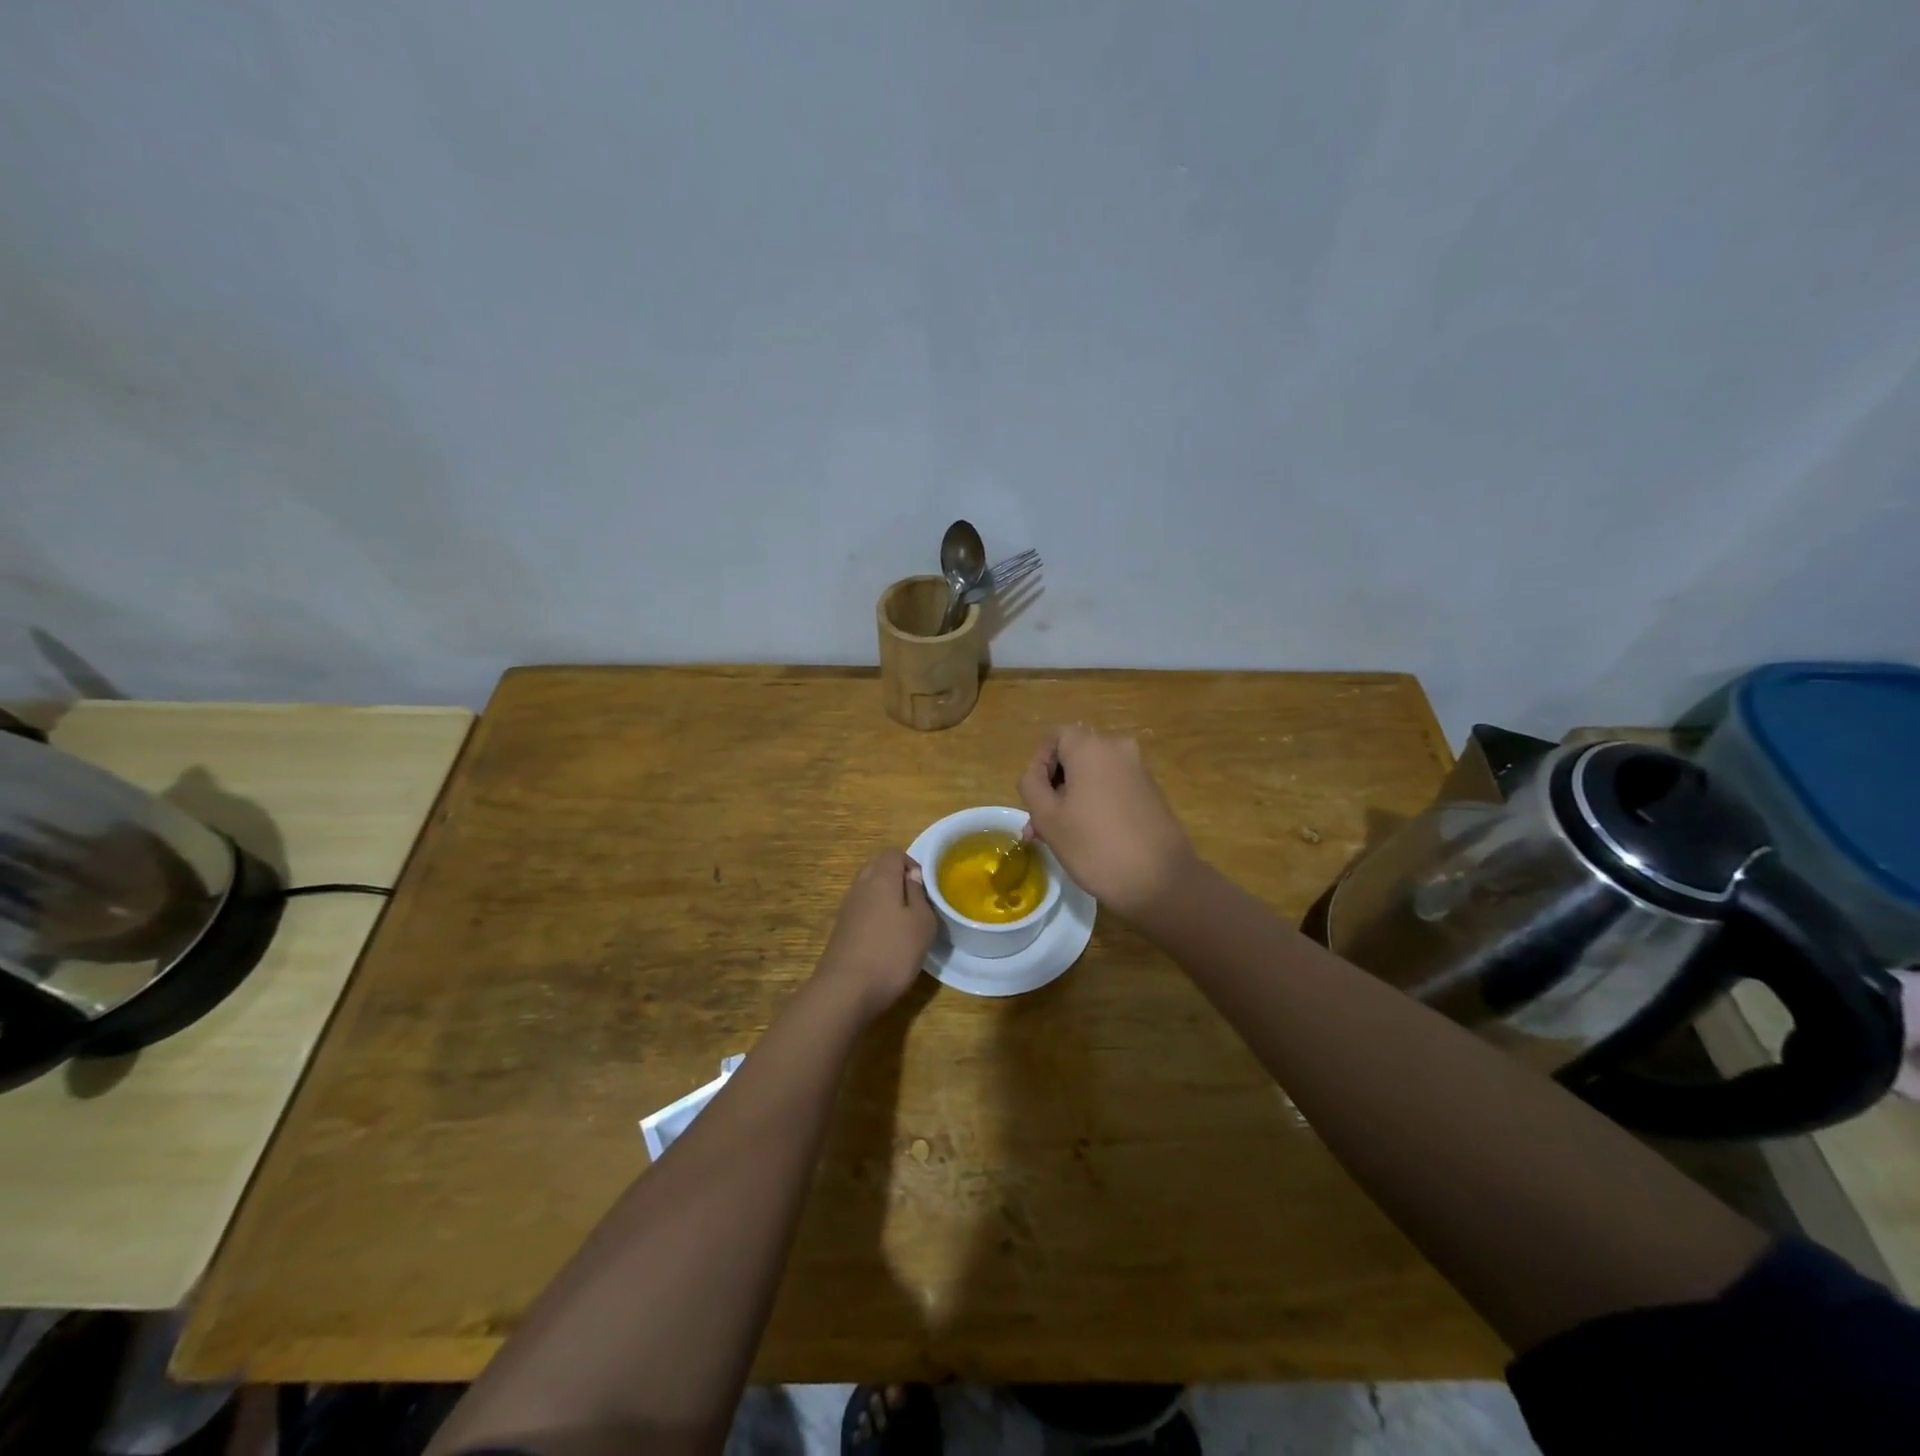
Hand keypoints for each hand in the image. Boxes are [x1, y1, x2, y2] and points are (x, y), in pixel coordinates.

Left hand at [815, 850, 937, 1021]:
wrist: (846, 989)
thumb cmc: (892, 952)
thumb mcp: (921, 923)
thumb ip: (919, 894)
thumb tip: (912, 876)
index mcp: (880, 878)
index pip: (894, 853)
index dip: (912, 864)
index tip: (925, 888)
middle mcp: (860, 886)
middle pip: (878, 868)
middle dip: (898, 879)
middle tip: (916, 904)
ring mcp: (846, 908)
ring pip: (868, 889)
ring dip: (885, 899)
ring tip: (903, 923)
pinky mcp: (840, 929)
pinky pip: (861, 910)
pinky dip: (874, 916)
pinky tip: (885, 939)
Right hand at [1018, 726, 1197, 917]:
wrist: (1161, 882)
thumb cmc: (1095, 846)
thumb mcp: (1047, 817)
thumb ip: (1031, 785)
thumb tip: (1036, 773)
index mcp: (1091, 747)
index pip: (1054, 737)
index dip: (1039, 764)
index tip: (1034, 799)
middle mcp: (1118, 748)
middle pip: (1074, 756)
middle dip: (1053, 787)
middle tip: (1039, 826)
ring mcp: (1138, 770)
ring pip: (1092, 775)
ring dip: (1072, 799)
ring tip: (1059, 838)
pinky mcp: (1151, 792)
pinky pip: (1112, 788)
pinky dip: (1096, 804)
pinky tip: (1089, 838)